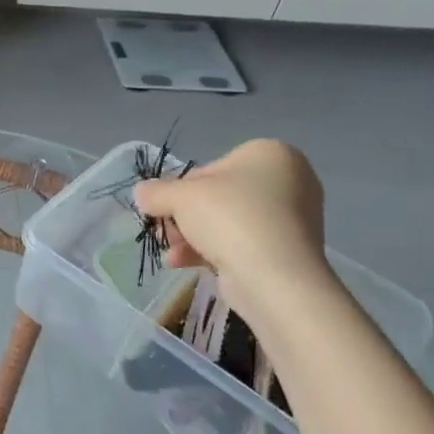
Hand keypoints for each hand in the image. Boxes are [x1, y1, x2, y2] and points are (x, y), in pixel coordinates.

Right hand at [133, 139, 329, 308]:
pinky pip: (242, 244)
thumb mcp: (180, 197)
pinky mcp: (287, 252)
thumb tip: (142, 193)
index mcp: (269, 154)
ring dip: (191, 237)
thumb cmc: (230, 219)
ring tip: (170, 252)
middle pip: (218, 197)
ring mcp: (291, 219)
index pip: (211, 169)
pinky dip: (211, 252)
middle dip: (184, 217)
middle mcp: (288, 181)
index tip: (164, 208)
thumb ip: (156, 191)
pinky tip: (182, 264)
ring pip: (227, 223)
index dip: (181, 190)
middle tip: (163, 232)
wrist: (274, 278)